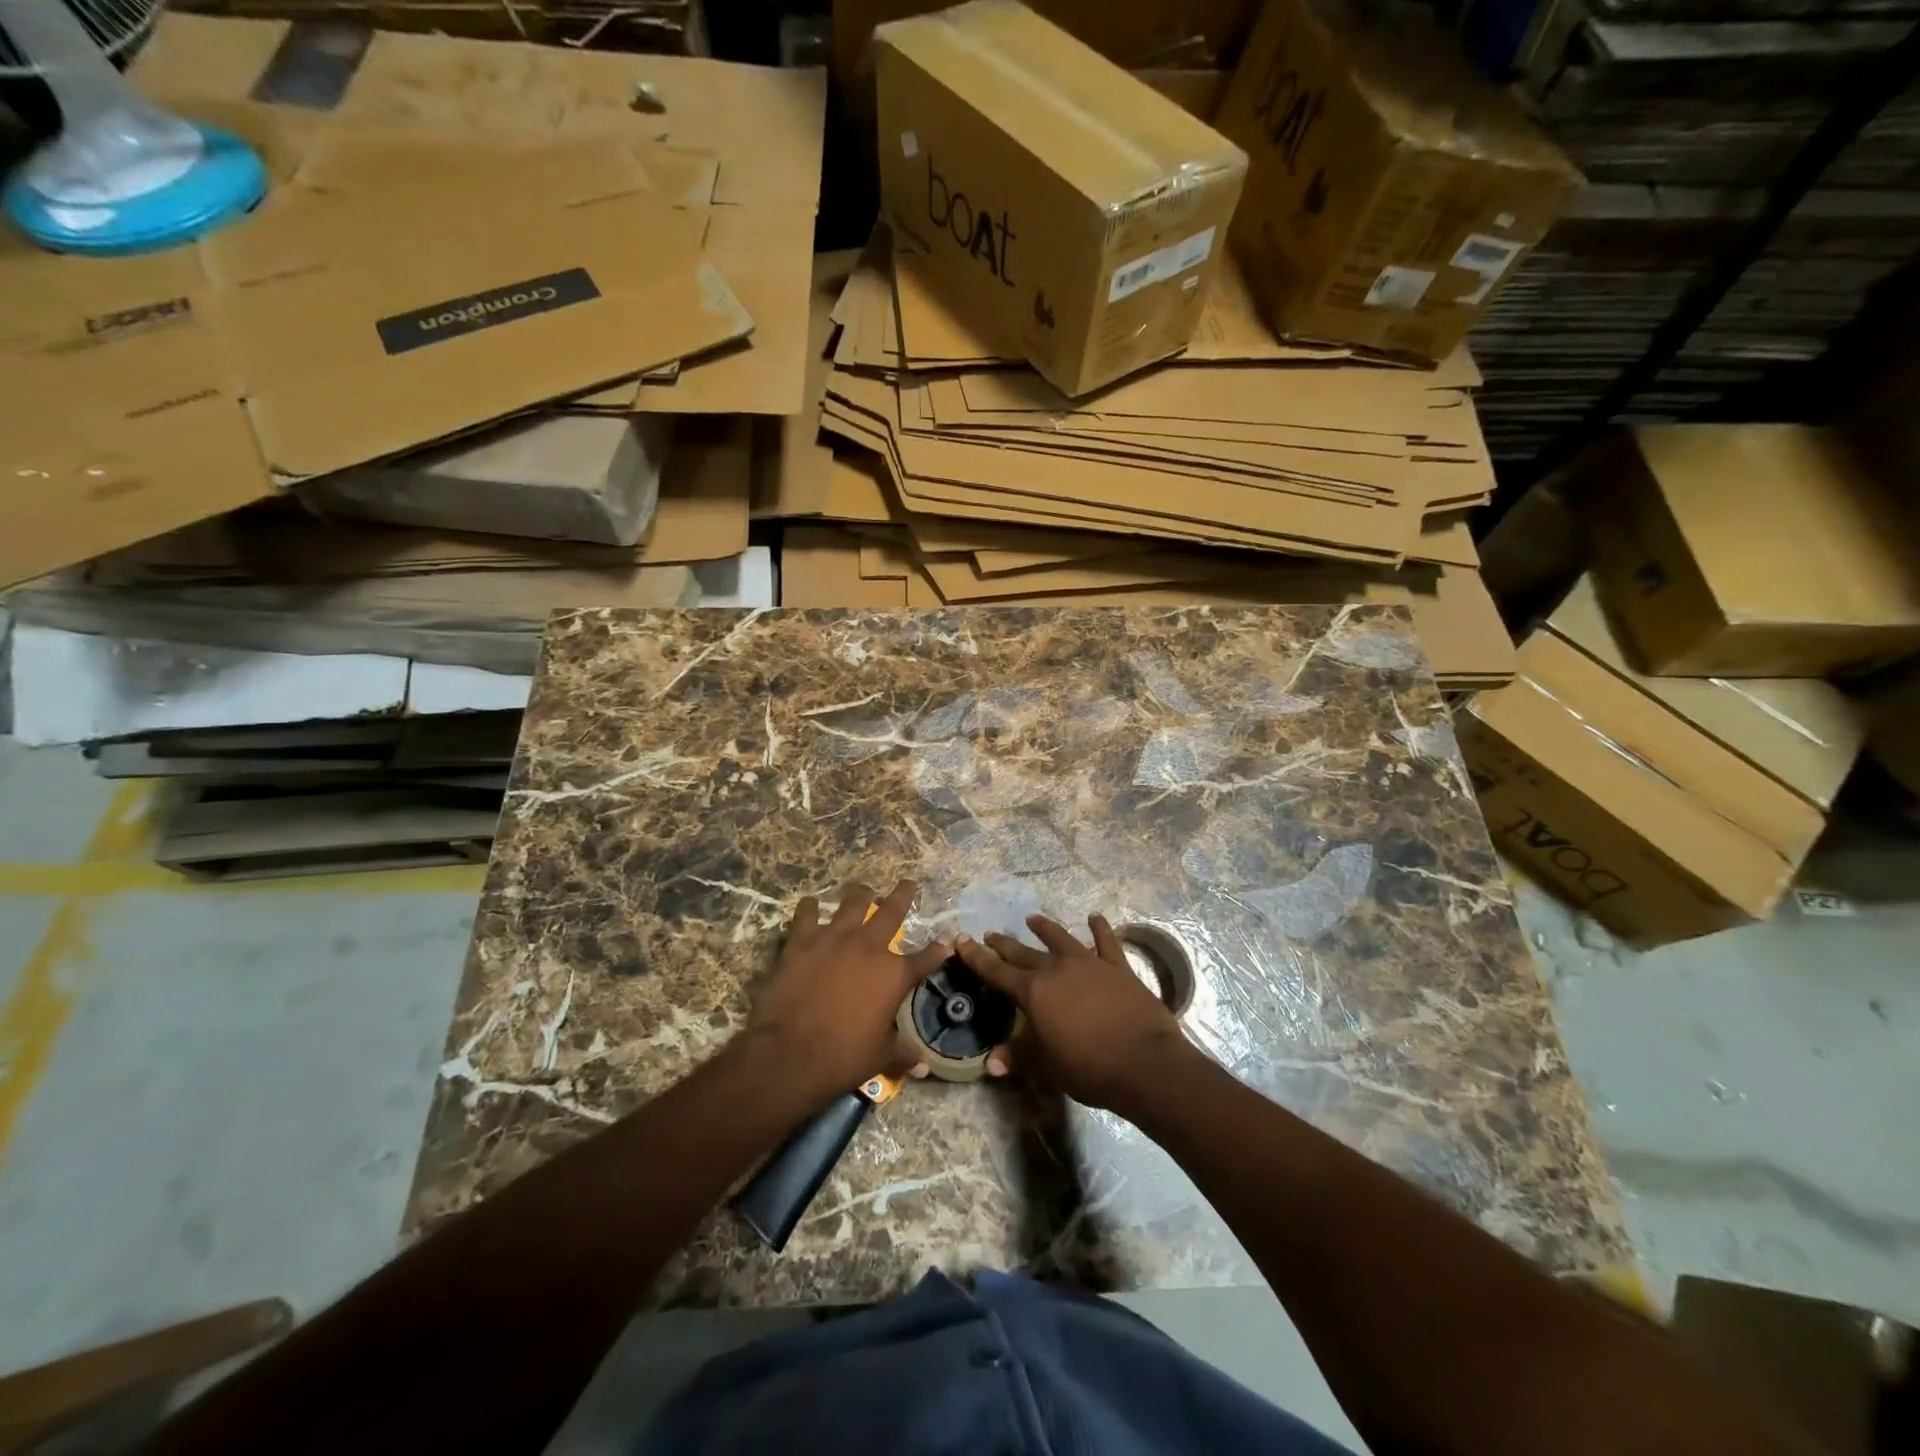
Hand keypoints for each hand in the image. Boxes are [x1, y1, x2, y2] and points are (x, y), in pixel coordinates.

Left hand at [746, 879, 948, 1102]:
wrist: (791, 1054)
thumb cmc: (843, 1057)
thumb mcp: (880, 1056)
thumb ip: (903, 1053)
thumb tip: (925, 1067)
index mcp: (894, 975)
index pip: (926, 958)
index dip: (938, 950)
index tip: (946, 943)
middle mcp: (869, 947)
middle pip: (892, 911)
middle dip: (903, 895)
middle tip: (908, 883)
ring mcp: (834, 939)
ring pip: (852, 903)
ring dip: (860, 895)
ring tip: (862, 888)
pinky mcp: (802, 941)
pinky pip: (807, 915)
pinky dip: (809, 908)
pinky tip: (810, 904)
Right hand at [956, 914, 1196, 1115]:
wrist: (1143, 1062)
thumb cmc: (1088, 1067)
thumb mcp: (1046, 1067)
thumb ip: (1018, 1056)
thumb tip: (991, 1062)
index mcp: (1033, 992)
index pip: (996, 972)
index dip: (977, 958)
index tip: (962, 940)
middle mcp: (1056, 969)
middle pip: (1024, 953)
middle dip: (1005, 944)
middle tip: (991, 934)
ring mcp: (1089, 963)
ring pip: (1061, 938)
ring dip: (1045, 928)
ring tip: (1033, 918)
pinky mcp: (1117, 967)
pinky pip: (1106, 942)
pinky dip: (1100, 929)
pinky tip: (1095, 917)